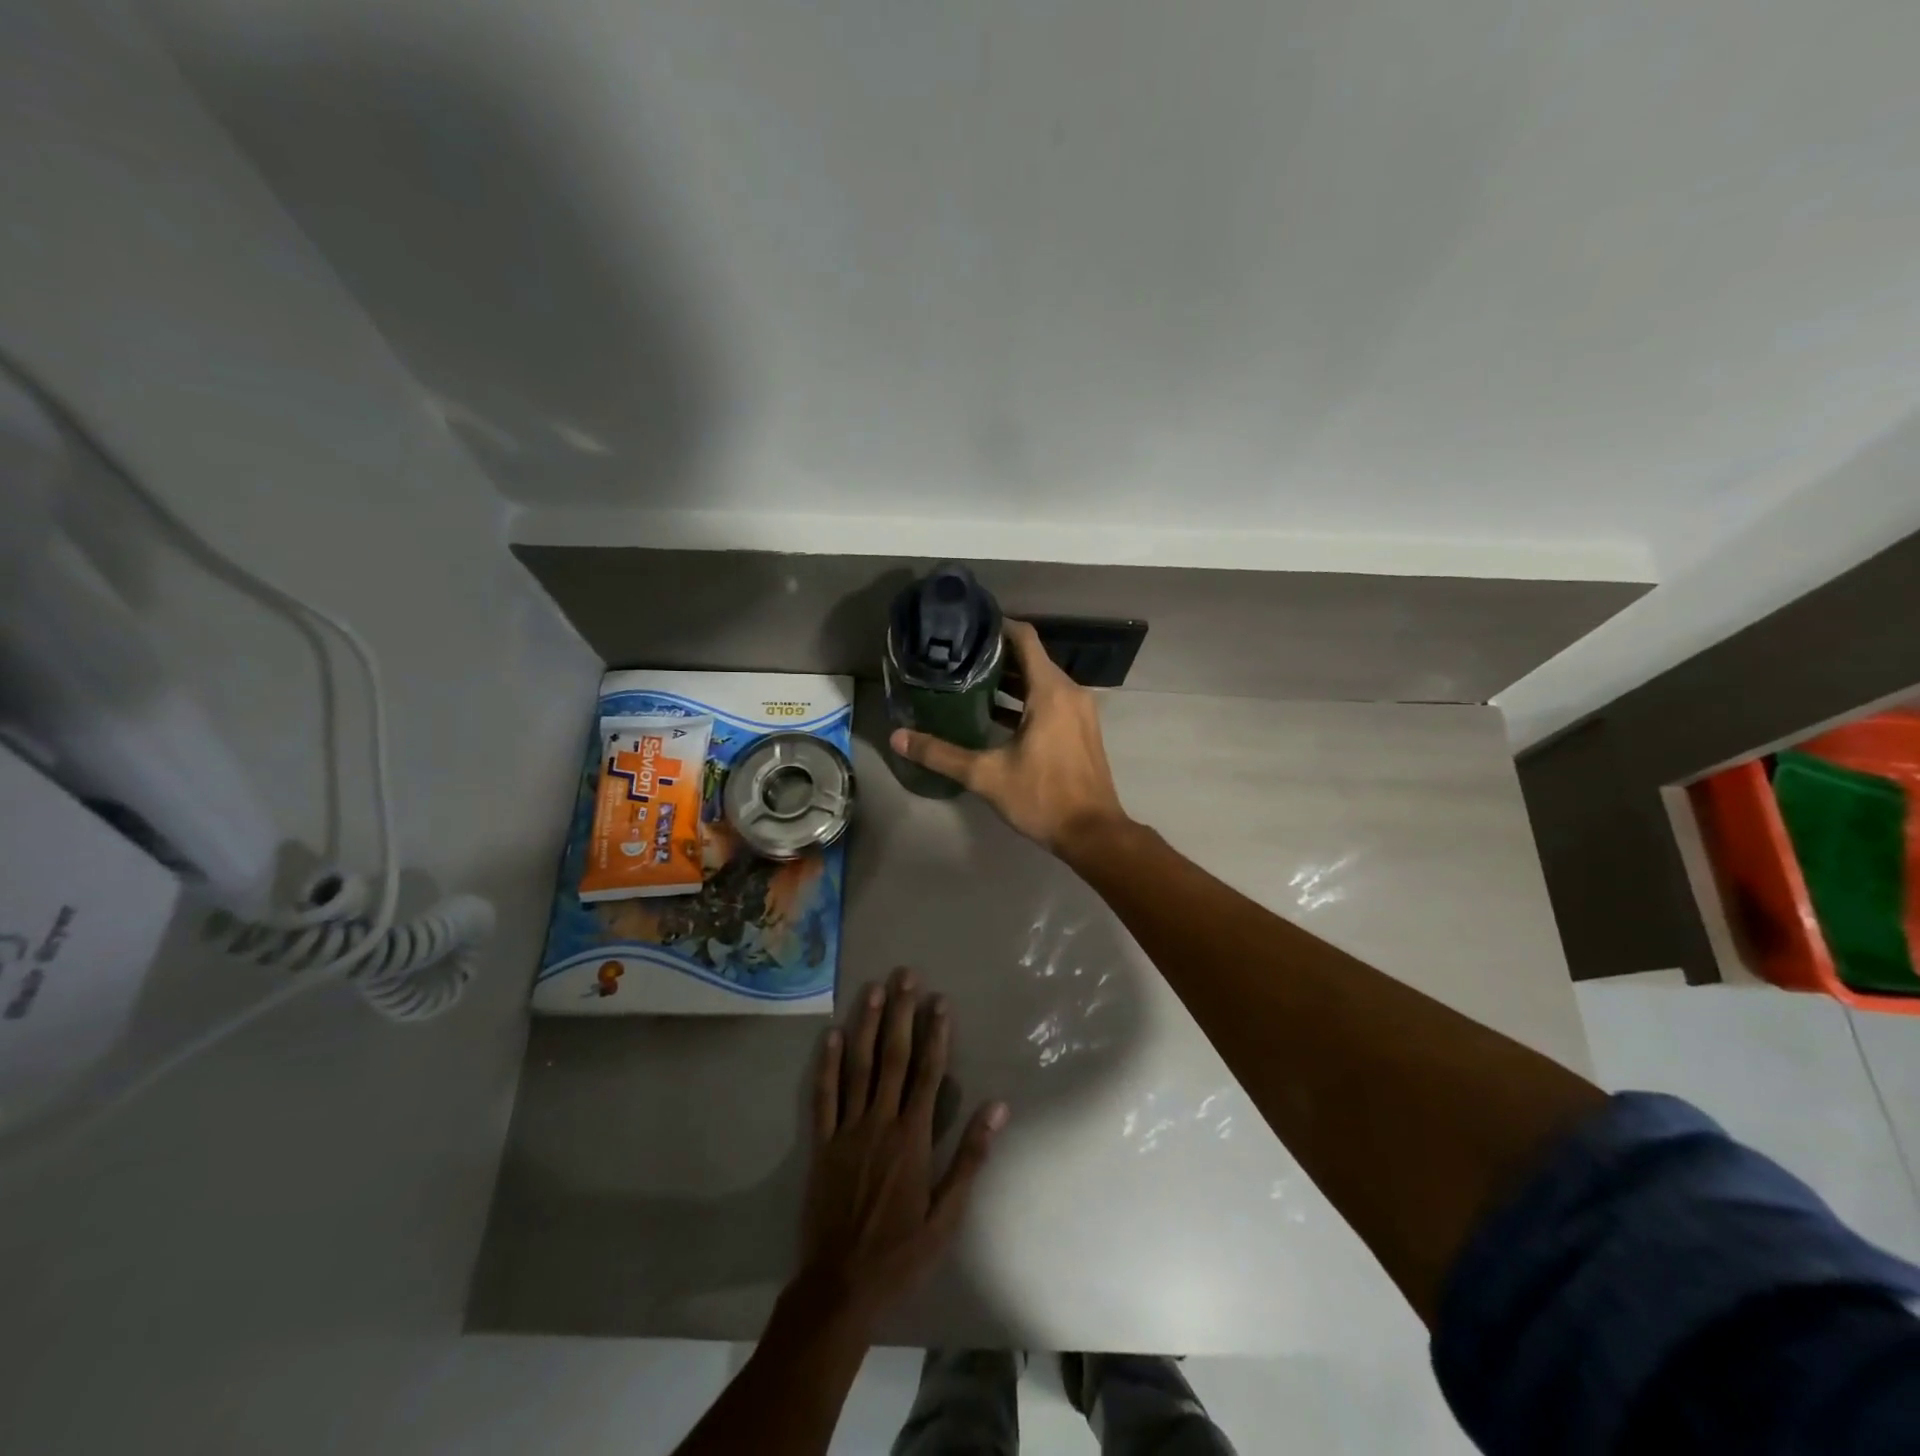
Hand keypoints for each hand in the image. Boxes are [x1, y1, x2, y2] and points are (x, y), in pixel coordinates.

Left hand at [798, 968, 1007, 1328]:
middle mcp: (880, 1122)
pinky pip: (824, 1096)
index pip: (928, 1073)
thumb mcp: (947, 1215)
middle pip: (893, 1058)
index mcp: (913, 1138)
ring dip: (867, 1026)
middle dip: (901, 1014)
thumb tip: (998, 1107)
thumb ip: (970, 1157)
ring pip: (859, 1067)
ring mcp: (847, 1130)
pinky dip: (827, 1065)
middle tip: (905, 976)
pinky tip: (831, 1035)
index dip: (935, 1034)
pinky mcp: (821, 1143)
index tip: (940, 1000)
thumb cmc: (901, 1253)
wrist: (840, 1286)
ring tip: (873, 990)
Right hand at [889, 619, 1130, 855]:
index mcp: (1051, 691)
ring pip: (1041, 682)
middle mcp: (1069, 692)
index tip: (966, 627)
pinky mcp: (1080, 729)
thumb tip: (898, 738)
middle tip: (957, 657)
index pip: (1024, 638)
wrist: (1092, 833)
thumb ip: (941, 754)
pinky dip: (1025, 700)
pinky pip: (1051, 700)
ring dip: (1010, 681)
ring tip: (969, 683)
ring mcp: (1079, 711)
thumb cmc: (1042, 797)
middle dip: (996, 656)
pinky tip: (995, 715)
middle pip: (1031, 658)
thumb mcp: (986, 775)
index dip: (996, 627)